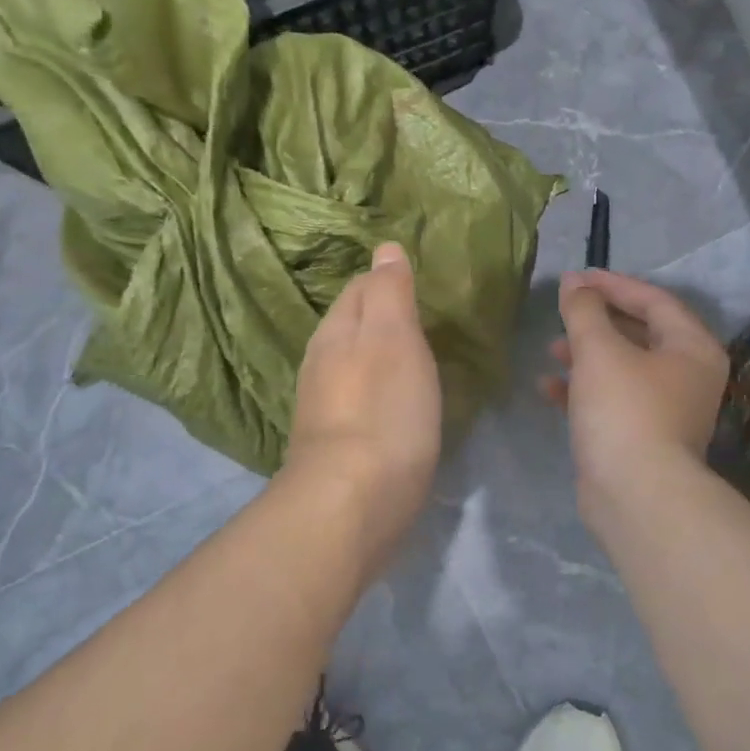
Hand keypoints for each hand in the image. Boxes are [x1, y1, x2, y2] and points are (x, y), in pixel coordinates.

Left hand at [284, 242, 442, 567]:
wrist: (354, 501)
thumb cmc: (383, 410)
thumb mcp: (393, 338)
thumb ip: (390, 292)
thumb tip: (384, 249)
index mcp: (336, 331)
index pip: (360, 287)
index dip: (388, 280)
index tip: (420, 285)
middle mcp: (322, 363)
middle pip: (354, 326)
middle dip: (383, 317)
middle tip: (426, 319)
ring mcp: (326, 406)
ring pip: (356, 365)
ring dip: (382, 356)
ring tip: (418, 358)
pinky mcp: (339, 444)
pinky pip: (362, 400)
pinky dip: (382, 392)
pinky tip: (401, 404)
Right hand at [539, 270, 729, 513]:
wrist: (637, 496)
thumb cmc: (625, 411)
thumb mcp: (600, 351)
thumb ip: (584, 311)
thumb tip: (574, 283)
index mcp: (692, 348)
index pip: (654, 300)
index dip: (613, 284)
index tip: (576, 279)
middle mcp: (687, 376)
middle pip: (640, 333)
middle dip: (598, 321)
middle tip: (565, 312)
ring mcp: (666, 410)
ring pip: (623, 368)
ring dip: (587, 355)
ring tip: (551, 349)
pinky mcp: (642, 437)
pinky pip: (612, 400)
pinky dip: (583, 390)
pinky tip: (548, 388)